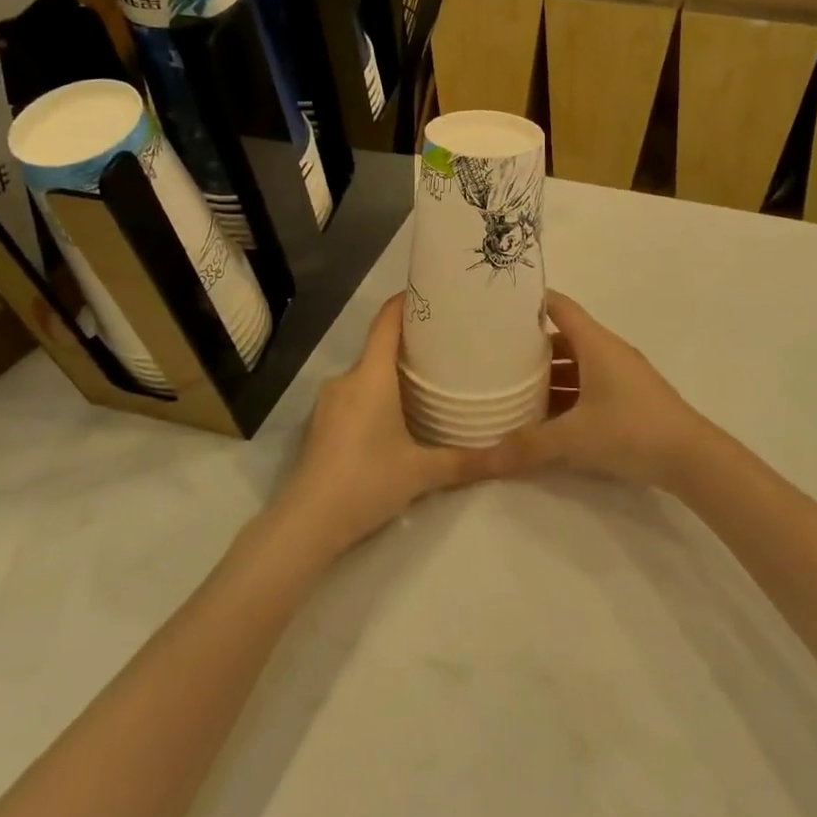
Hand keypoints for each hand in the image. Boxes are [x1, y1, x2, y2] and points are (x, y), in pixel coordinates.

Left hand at [277, 294, 500, 553]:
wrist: (306, 522)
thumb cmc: (367, 482)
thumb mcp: (422, 473)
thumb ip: (466, 462)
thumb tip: (510, 457)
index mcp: (371, 376)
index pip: (386, 322)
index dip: (406, 302)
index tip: (432, 293)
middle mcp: (347, 379)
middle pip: (379, 347)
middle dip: (410, 344)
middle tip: (446, 347)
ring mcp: (329, 401)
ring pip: (366, 374)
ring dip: (392, 373)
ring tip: (427, 382)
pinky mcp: (321, 423)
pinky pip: (354, 394)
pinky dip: (376, 394)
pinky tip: (395, 417)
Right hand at [490, 292, 713, 490]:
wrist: (693, 459)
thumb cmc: (632, 430)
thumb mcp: (574, 438)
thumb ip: (527, 446)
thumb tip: (481, 461)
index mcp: (595, 344)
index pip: (559, 306)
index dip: (530, 301)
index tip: (498, 305)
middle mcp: (608, 352)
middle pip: (563, 339)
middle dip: (530, 347)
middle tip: (493, 355)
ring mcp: (621, 376)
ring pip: (576, 366)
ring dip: (548, 376)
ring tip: (512, 389)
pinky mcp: (629, 399)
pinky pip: (588, 387)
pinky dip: (566, 396)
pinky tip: (546, 418)